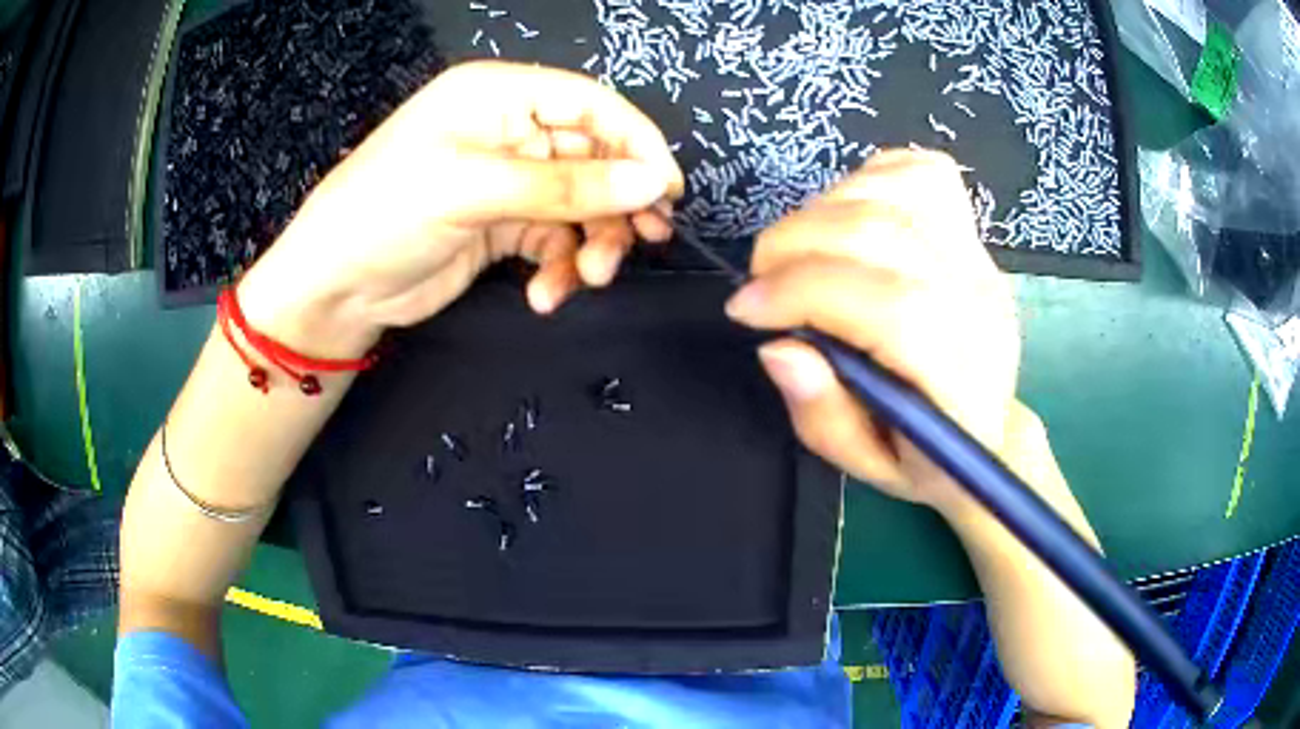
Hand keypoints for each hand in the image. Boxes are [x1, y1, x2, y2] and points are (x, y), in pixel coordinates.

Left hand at [238, 61, 683, 355]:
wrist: (334, 288)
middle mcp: (508, 130)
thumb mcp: (473, 189)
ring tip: (586, 279)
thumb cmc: (383, 213)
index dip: (636, 143)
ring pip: (581, 205)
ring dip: (592, 244)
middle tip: (642, 242)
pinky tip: (546, 294)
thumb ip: (566, 185)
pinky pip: (555, 241)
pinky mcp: (503, 225)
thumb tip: (652, 183)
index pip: (590, 104)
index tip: (667, 190)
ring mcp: (507, 180)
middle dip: (616, 204)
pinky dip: (560, 268)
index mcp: (498, 95)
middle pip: (594, 158)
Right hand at [724, 150, 1019, 512]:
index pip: (889, 306)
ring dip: (820, 211)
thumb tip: (778, 346)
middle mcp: (977, 302)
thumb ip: (823, 413)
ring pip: (893, 194)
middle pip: (882, 234)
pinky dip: (868, 179)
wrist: (992, 429)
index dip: (804, 292)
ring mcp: (978, 257)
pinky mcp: (972, 230)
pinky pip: (919, 172)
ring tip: (798, 253)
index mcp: (958, 376)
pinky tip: (848, 215)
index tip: (746, 311)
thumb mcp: (868, 465)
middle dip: (794, 245)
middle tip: (761, 283)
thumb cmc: (927, 457)